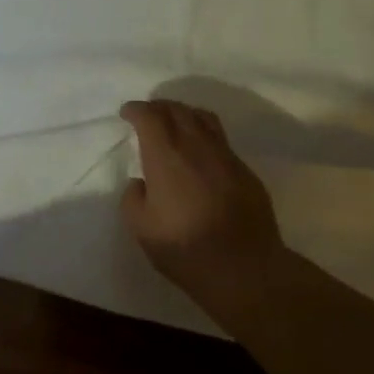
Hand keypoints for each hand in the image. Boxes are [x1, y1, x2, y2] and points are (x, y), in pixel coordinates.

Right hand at [120, 100, 284, 302]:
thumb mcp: (141, 227)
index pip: (150, 117)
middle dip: (160, 106)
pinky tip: (201, 152)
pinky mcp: (245, 171)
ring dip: (185, 114)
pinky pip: (221, 140)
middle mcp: (197, 146)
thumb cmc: (184, 247)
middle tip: (148, 113)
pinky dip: (205, 135)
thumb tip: (141, 183)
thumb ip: (133, 198)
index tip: (127, 113)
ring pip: (205, 119)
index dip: (137, 110)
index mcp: (166, 156)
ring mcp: (226, 156)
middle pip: (178, 110)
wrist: (243, 267)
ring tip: (176, 122)